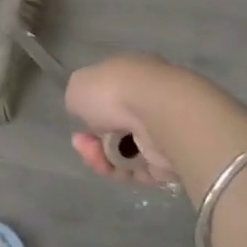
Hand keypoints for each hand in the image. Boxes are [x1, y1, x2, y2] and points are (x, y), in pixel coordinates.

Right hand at [64, 54, 186, 186]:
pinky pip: (137, 170)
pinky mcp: (168, 160)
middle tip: (82, 142)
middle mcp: (148, 101)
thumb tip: (88, 112)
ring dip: (102, 157)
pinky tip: (112, 166)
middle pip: (113, 128)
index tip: (78, 122)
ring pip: (122, 151)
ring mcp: (160, 131)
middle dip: (93, 139)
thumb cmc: (114, 91)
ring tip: (96, 156)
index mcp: (131, 75)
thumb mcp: (78, 85)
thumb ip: (78, 98)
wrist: (160, 114)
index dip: (88, 111)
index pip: (108, 96)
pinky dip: (121, 170)